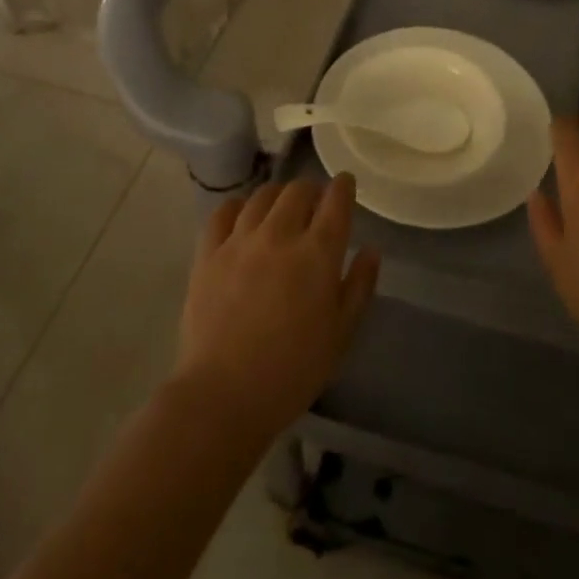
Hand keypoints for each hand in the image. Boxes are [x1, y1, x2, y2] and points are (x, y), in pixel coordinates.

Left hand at [175, 174, 379, 441]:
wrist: (224, 394)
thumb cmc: (293, 371)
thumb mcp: (341, 334)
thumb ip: (359, 286)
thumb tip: (370, 250)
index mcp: (318, 253)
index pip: (335, 201)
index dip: (343, 187)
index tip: (345, 185)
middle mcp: (280, 234)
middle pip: (298, 191)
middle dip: (311, 191)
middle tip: (314, 205)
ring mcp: (240, 241)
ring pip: (262, 196)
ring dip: (278, 196)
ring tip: (280, 208)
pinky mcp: (208, 254)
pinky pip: (223, 213)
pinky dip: (237, 207)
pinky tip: (242, 215)